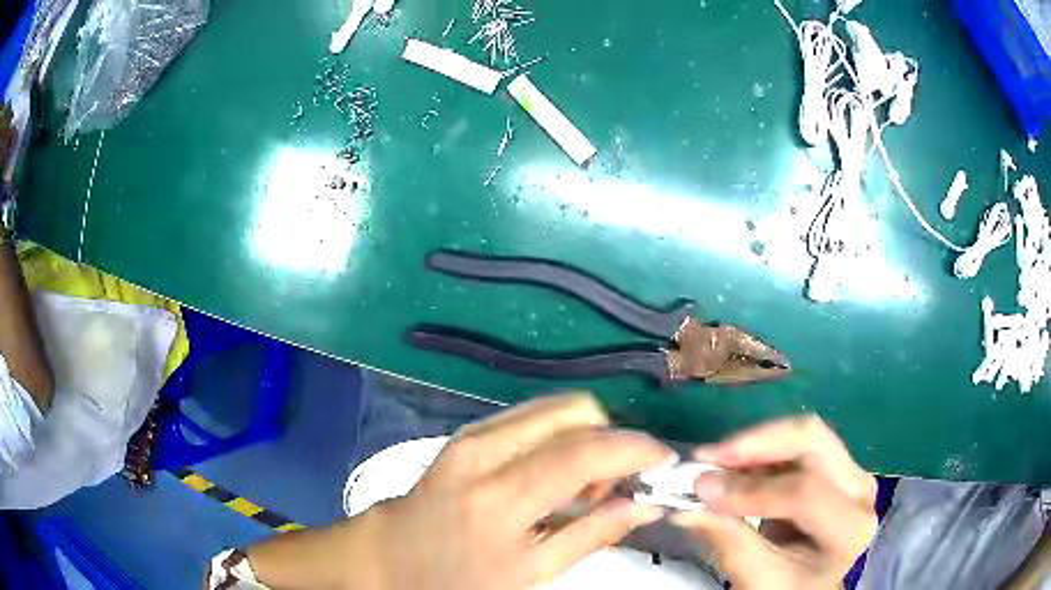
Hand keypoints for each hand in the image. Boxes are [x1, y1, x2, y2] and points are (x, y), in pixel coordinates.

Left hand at [362, 393, 673, 589]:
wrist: (387, 556)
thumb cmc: (454, 579)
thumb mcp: (527, 574)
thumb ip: (590, 536)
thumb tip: (643, 505)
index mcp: (498, 498)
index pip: (583, 452)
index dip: (634, 449)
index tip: (664, 460)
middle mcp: (484, 450)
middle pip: (574, 412)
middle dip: (611, 439)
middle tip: (616, 484)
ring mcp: (471, 435)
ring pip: (555, 408)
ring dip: (586, 437)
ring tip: (584, 485)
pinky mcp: (467, 433)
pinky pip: (532, 417)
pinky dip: (560, 437)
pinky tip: (556, 473)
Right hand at [673, 415, 876, 589]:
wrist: (808, 586)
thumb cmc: (788, 589)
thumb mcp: (758, 579)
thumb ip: (729, 543)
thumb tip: (688, 506)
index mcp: (851, 527)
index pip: (805, 493)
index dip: (752, 489)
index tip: (702, 490)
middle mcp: (860, 489)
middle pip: (812, 442)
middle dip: (755, 445)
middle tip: (708, 456)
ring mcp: (850, 471)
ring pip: (803, 434)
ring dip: (754, 445)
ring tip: (714, 462)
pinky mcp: (835, 464)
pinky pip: (796, 442)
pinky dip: (760, 450)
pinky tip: (733, 465)